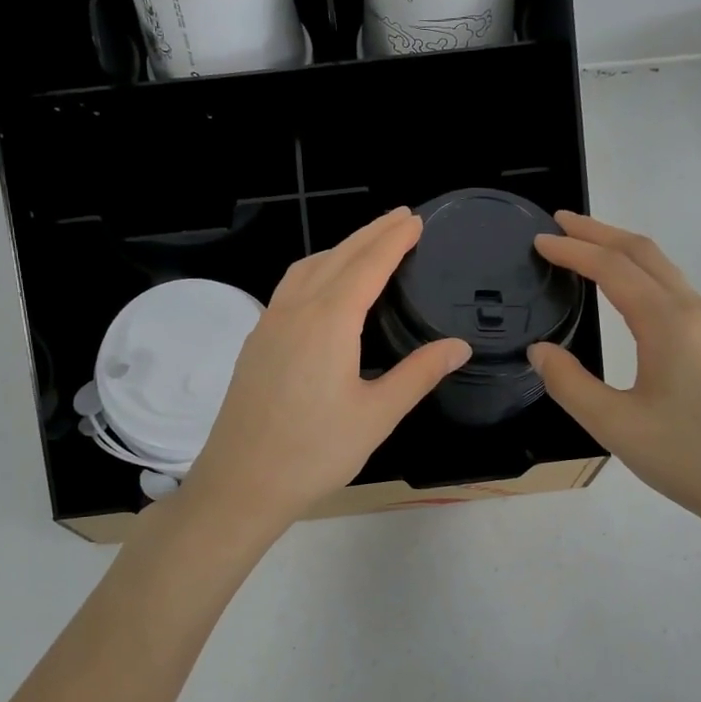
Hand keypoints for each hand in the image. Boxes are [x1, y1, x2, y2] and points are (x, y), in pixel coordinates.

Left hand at [180, 208, 471, 538]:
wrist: (241, 483)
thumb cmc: (315, 452)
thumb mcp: (378, 415)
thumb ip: (419, 374)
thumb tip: (459, 346)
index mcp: (329, 321)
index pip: (368, 265)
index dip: (394, 240)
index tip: (416, 220)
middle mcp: (295, 310)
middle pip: (337, 257)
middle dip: (370, 234)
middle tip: (400, 218)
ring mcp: (269, 324)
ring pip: (307, 268)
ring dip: (339, 249)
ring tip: (366, 245)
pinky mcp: (255, 342)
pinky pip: (289, 288)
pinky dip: (314, 270)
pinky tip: (322, 287)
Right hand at [529, 213, 700, 543]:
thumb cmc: (691, 459)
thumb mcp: (615, 427)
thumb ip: (569, 384)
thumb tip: (540, 351)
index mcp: (669, 323)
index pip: (613, 268)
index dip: (573, 250)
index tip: (539, 240)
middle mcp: (697, 312)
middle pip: (645, 252)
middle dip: (600, 232)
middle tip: (560, 224)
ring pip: (666, 270)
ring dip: (624, 252)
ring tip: (587, 250)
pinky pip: (678, 292)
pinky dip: (644, 276)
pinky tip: (629, 296)